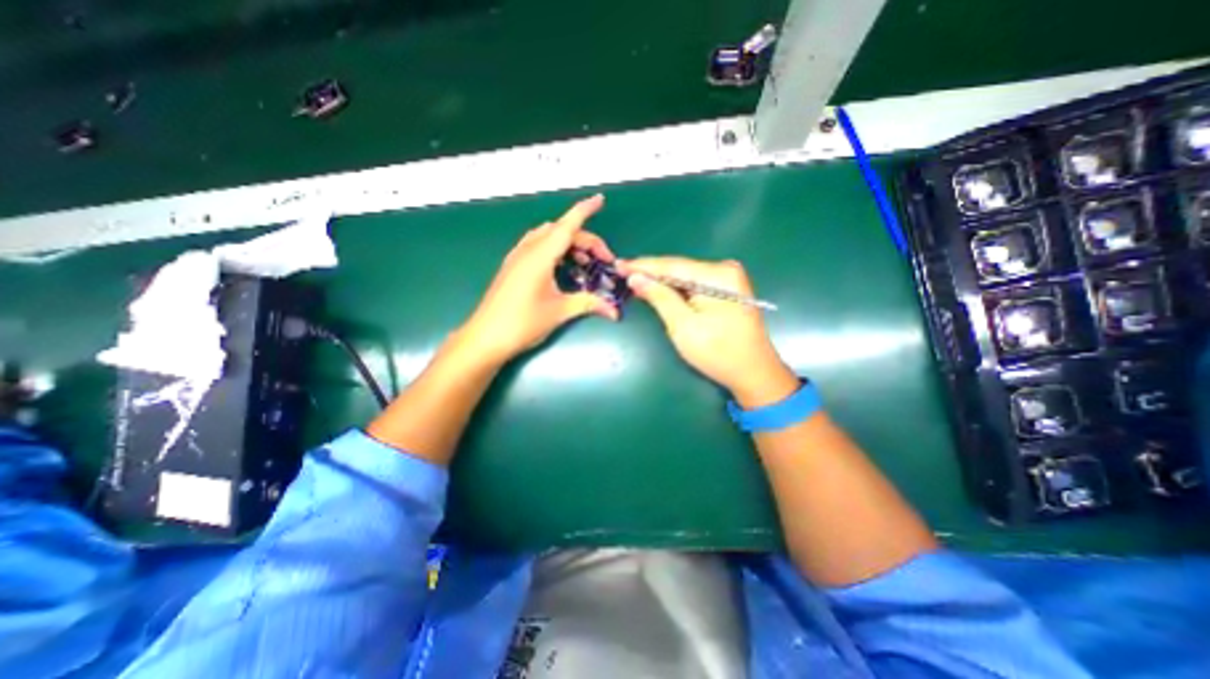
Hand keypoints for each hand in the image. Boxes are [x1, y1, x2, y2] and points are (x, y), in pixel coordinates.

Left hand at [460, 195, 617, 366]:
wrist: (485, 338)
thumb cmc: (522, 323)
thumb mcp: (560, 312)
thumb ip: (589, 304)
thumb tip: (614, 311)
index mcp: (540, 256)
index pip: (567, 225)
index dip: (584, 210)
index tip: (599, 199)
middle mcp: (527, 250)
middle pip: (560, 231)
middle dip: (585, 239)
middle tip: (602, 260)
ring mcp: (517, 257)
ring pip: (547, 237)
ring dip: (568, 243)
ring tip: (584, 263)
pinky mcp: (512, 267)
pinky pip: (536, 246)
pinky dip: (554, 249)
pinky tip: (561, 267)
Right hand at [618, 253, 801, 407]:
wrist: (753, 372)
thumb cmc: (718, 352)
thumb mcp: (683, 326)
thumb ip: (659, 297)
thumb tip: (636, 277)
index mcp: (717, 275)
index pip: (671, 266)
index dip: (642, 266)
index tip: (618, 264)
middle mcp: (725, 269)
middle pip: (679, 268)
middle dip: (651, 273)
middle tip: (623, 272)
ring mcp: (728, 278)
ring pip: (685, 276)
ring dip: (662, 281)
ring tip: (635, 279)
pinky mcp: (727, 289)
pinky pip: (694, 284)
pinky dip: (676, 288)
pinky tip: (659, 289)